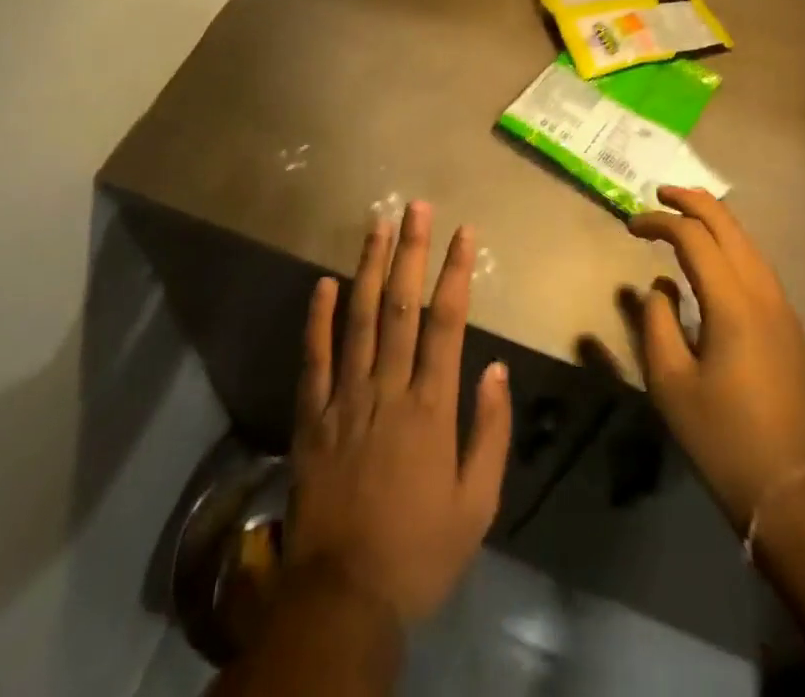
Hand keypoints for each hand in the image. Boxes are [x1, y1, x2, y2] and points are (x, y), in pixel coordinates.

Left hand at [285, 201, 512, 628]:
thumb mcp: (477, 504)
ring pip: (357, 319)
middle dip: (410, 251)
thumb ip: (490, 431)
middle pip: (400, 306)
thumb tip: (493, 367)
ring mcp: (344, 398)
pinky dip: (317, 318)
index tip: (464, 233)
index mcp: (431, 407)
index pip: (446, 322)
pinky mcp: (310, 416)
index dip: (455, 272)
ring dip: (367, 267)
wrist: (344, 597)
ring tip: (376, 225)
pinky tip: (322, 282)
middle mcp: (388, 388)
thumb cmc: (420, 550)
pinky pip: (313, 358)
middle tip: (415, 206)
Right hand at [624, 187, 804, 532]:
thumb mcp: (670, 383)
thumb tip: (660, 286)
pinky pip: (760, 269)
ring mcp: (786, 311)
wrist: (795, 493)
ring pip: (750, 244)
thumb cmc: (723, 439)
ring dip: (716, 222)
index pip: (693, 237)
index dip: (659, 222)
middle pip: (730, 226)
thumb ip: (657, 323)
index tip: (630, 226)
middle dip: (693, 202)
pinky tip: (715, 261)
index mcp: (733, 304)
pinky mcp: (793, 330)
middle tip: (660, 194)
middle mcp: (765, 295)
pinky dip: (733, 247)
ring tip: (685, 216)